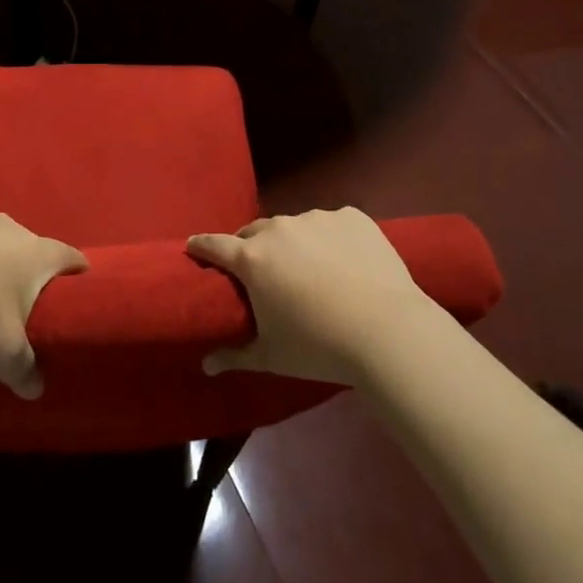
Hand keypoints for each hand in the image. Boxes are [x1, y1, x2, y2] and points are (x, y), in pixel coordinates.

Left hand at [0, 210, 87, 398]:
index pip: (69, 256)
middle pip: (28, 245)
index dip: (77, 270)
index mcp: (36, 252)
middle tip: (20, 297)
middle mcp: (9, 227)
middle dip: (26, 267)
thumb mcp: (3, 349)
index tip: (80, 282)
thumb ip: (23, 369)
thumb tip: (35, 391)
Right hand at [187, 206, 432, 386]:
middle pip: (254, 232)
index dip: (202, 246)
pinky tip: (348, 264)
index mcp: (252, 259)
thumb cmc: (319, 347)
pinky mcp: (352, 217)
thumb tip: (206, 366)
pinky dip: (333, 239)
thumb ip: (235, 356)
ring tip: (312, 271)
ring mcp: (317, 218)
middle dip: (251, 248)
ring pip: (295, 227)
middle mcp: (279, 229)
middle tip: (261, 272)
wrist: (388, 331)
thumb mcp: (272, 356)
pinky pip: (333, 224)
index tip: (194, 247)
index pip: (214, 244)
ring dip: (294, 244)